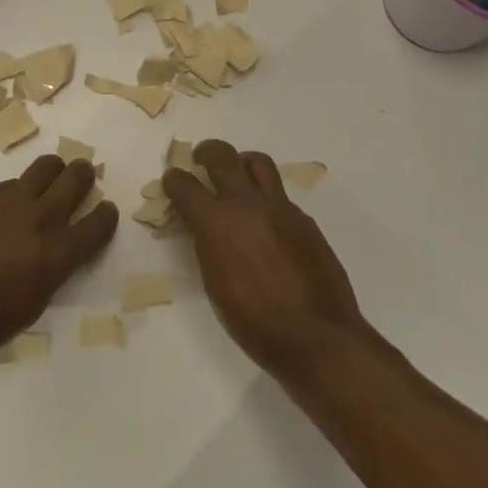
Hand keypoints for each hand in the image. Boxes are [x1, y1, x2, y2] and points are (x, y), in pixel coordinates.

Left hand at [0, 156, 116, 363]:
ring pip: (47, 166)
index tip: (106, 211)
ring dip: (56, 170)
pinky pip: (14, 181)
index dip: (106, 215)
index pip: (98, 223)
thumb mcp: (33, 306)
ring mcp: (11, 202)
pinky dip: (22, 187)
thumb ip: (53, 272)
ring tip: (52, 179)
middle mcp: (41, 219)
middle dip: (85, 176)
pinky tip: (13, 203)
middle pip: (76, 179)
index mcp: (58, 254)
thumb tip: (58, 253)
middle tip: (82, 180)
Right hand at [164, 139, 364, 377]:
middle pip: (222, 156)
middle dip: (206, 152)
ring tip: (237, 177)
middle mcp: (247, 204)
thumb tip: (203, 227)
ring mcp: (280, 207)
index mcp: (217, 222)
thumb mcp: (214, 283)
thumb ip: (207, 245)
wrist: (316, 335)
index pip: (186, 184)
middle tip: (201, 159)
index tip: (172, 180)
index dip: (174, 179)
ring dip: (241, 163)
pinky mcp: (304, 219)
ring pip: (258, 162)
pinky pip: (280, 195)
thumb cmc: (253, 321)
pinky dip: (266, 197)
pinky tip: (266, 222)